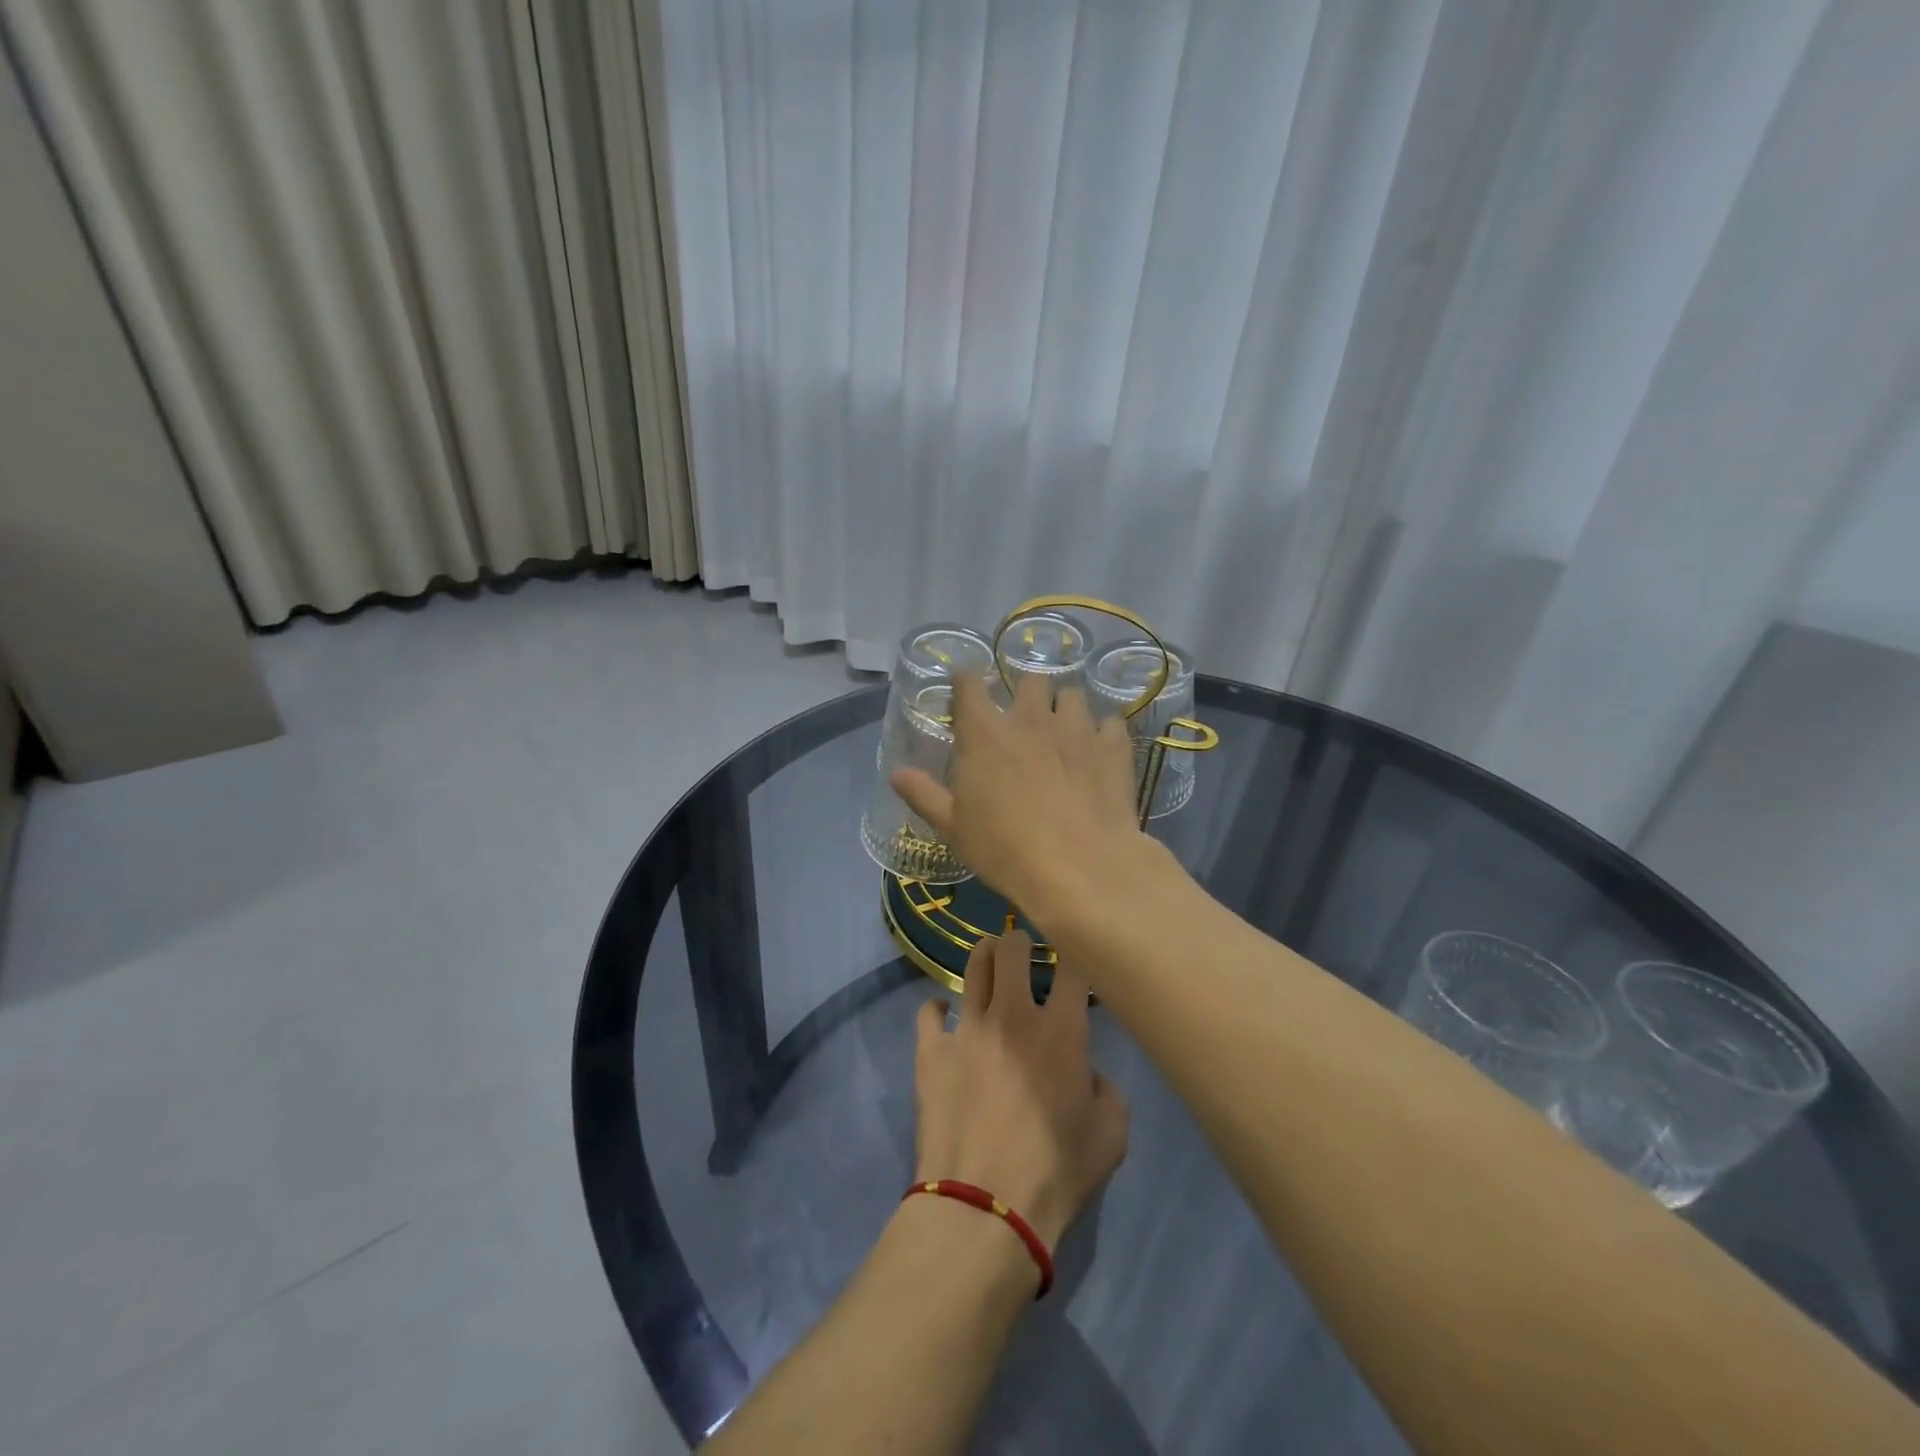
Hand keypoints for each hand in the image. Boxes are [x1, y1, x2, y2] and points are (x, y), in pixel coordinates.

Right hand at [892, 673, 1143, 915]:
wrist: (1080, 867)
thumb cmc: (1004, 849)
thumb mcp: (954, 828)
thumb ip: (924, 795)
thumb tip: (895, 773)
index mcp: (985, 733)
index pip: (969, 683)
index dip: (967, 681)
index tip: (967, 689)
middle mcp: (1030, 718)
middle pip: (1029, 679)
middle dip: (1026, 692)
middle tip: (1025, 719)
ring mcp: (1075, 728)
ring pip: (1071, 695)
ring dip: (1064, 708)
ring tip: (1064, 733)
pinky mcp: (1112, 745)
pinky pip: (1109, 722)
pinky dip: (1103, 733)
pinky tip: (1099, 754)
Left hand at [912, 930, 1128, 1252]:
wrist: (983, 1208)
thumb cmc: (1056, 1173)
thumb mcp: (1112, 1135)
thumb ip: (1105, 1088)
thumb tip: (1084, 1070)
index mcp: (1061, 1030)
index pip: (1071, 967)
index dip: (1074, 956)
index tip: (1072, 962)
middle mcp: (1011, 1014)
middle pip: (1011, 948)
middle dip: (1019, 940)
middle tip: (1022, 948)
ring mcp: (966, 1028)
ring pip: (972, 967)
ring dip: (984, 956)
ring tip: (989, 959)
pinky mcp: (931, 1051)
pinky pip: (928, 1011)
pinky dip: (936, 1007)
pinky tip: (943, 1014)